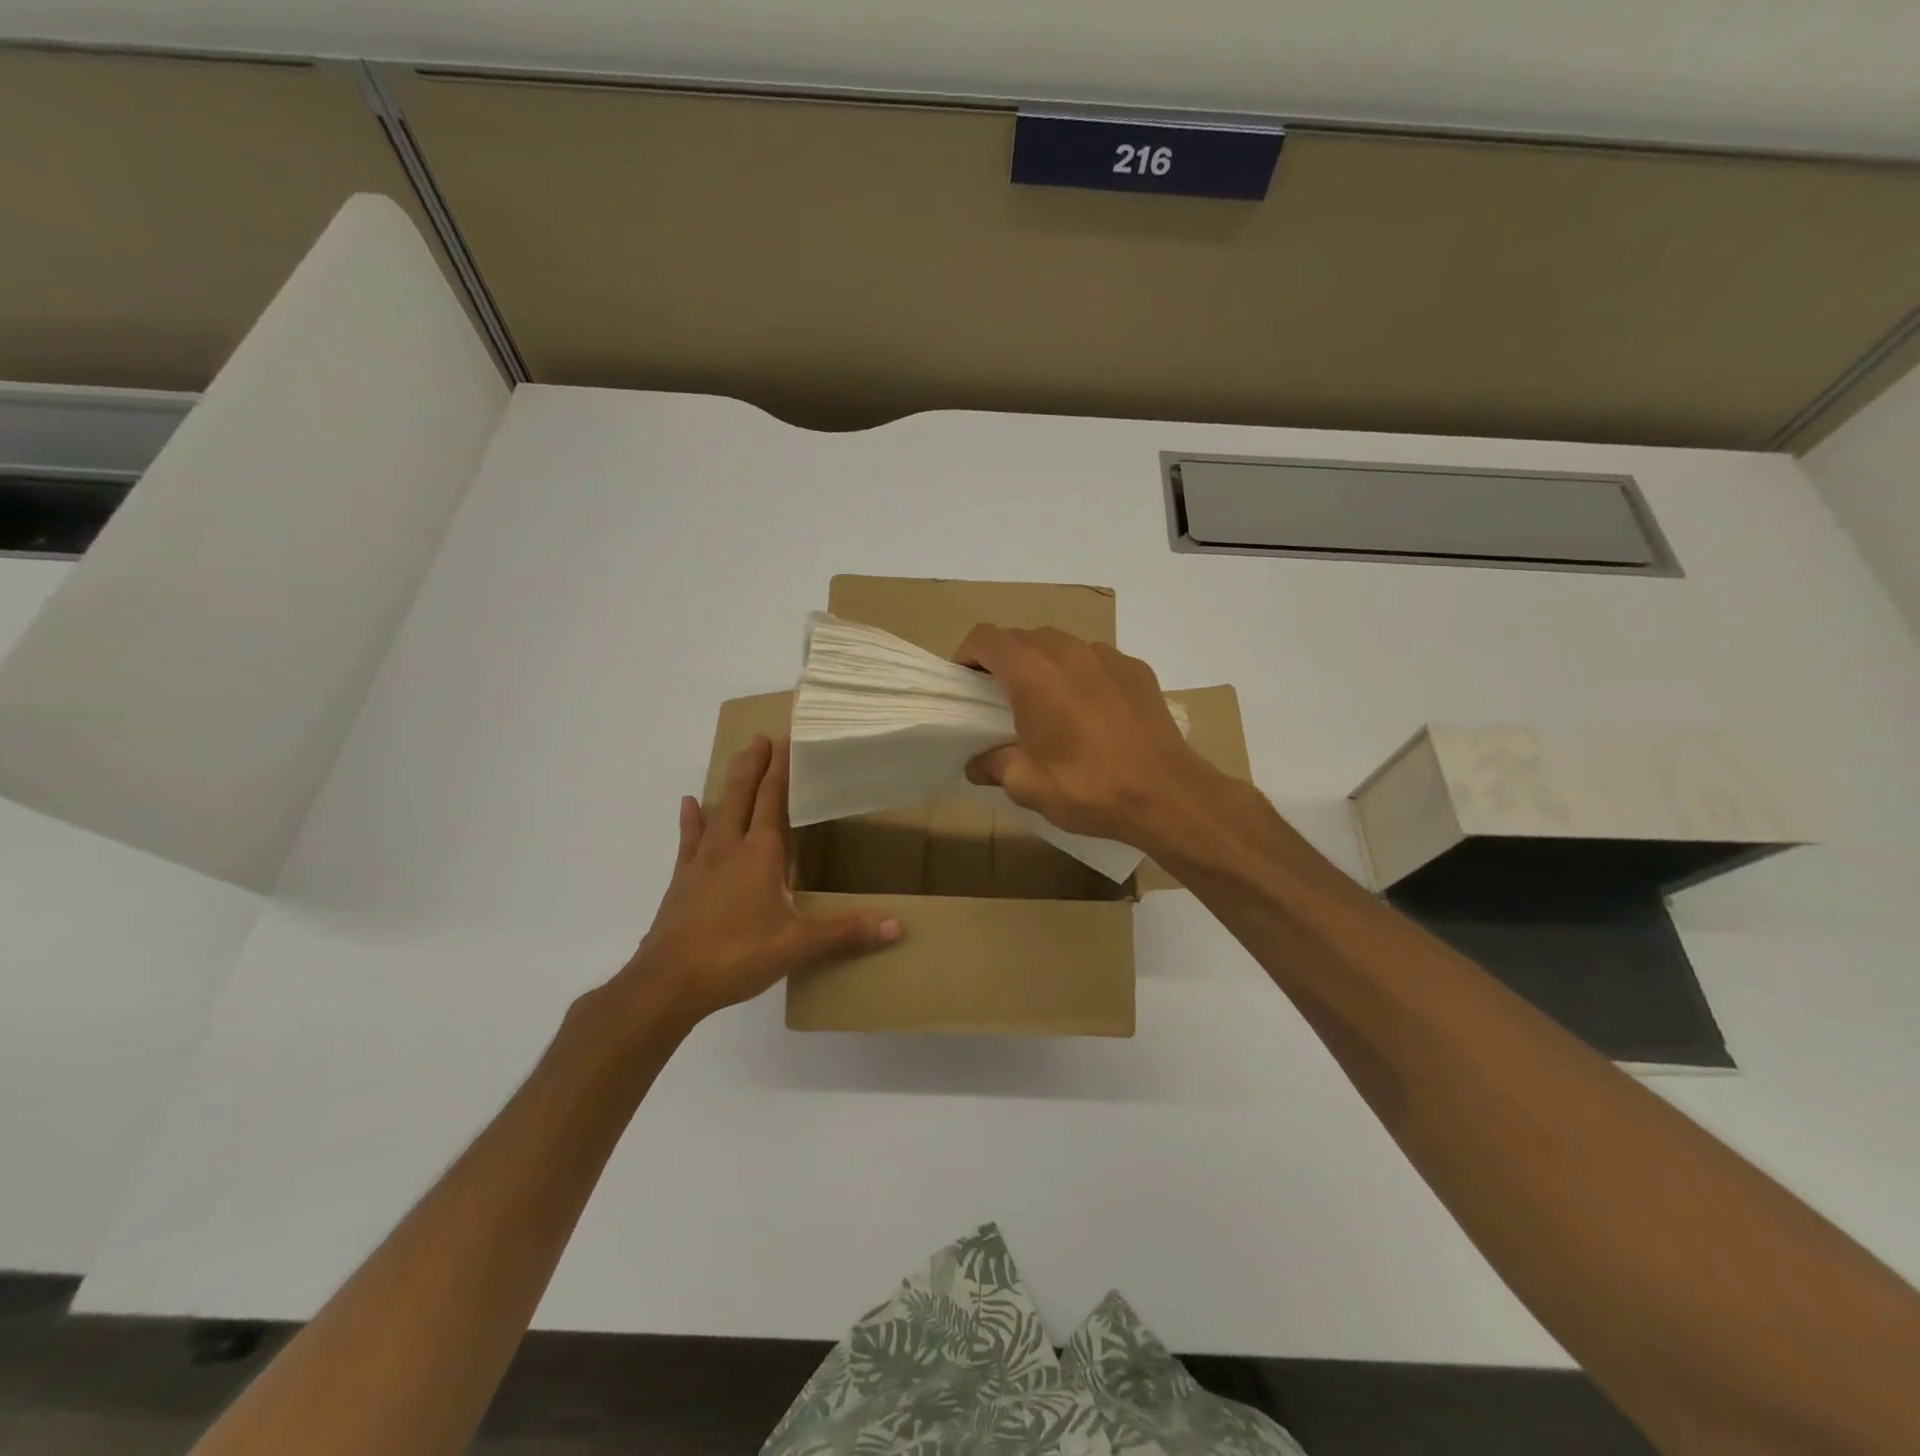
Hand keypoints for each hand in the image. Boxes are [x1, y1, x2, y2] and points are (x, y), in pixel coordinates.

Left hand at [623, 735, 901, 1025]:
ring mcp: (701, 863)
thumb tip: (897, 925)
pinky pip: (689, 840)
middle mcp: (729, 848)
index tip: (785, 738)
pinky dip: (692, 820)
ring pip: (718, 811)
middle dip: (754, 765)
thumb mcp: (797, 946)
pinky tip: (690, 804)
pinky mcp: (682, 881)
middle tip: (761, 736)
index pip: (772, 801)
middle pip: (742, 796)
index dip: (780, 770)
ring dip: (730, 783)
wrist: (668, 983)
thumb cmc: (736, 956)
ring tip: (737, 758)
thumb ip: (845, 932)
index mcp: (760, 855)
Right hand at [955, 625, 1219, 850]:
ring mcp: (1107, 656)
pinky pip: (1095, 661)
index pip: (986, 638)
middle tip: (1000, 699)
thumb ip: (994, 765)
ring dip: (1044, 665)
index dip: (967, 655)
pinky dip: (1081, 675)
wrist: (1167, 795)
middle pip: (1022, 638)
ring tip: (1047, 705)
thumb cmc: (1088, 787)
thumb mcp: (1027, 785)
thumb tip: (977, 764)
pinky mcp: (1136, 670)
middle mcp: (1068, 651)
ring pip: (1061, 645)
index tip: (965, 683)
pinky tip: (1091, 713)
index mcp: (1032, 673)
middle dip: (1004, 661)